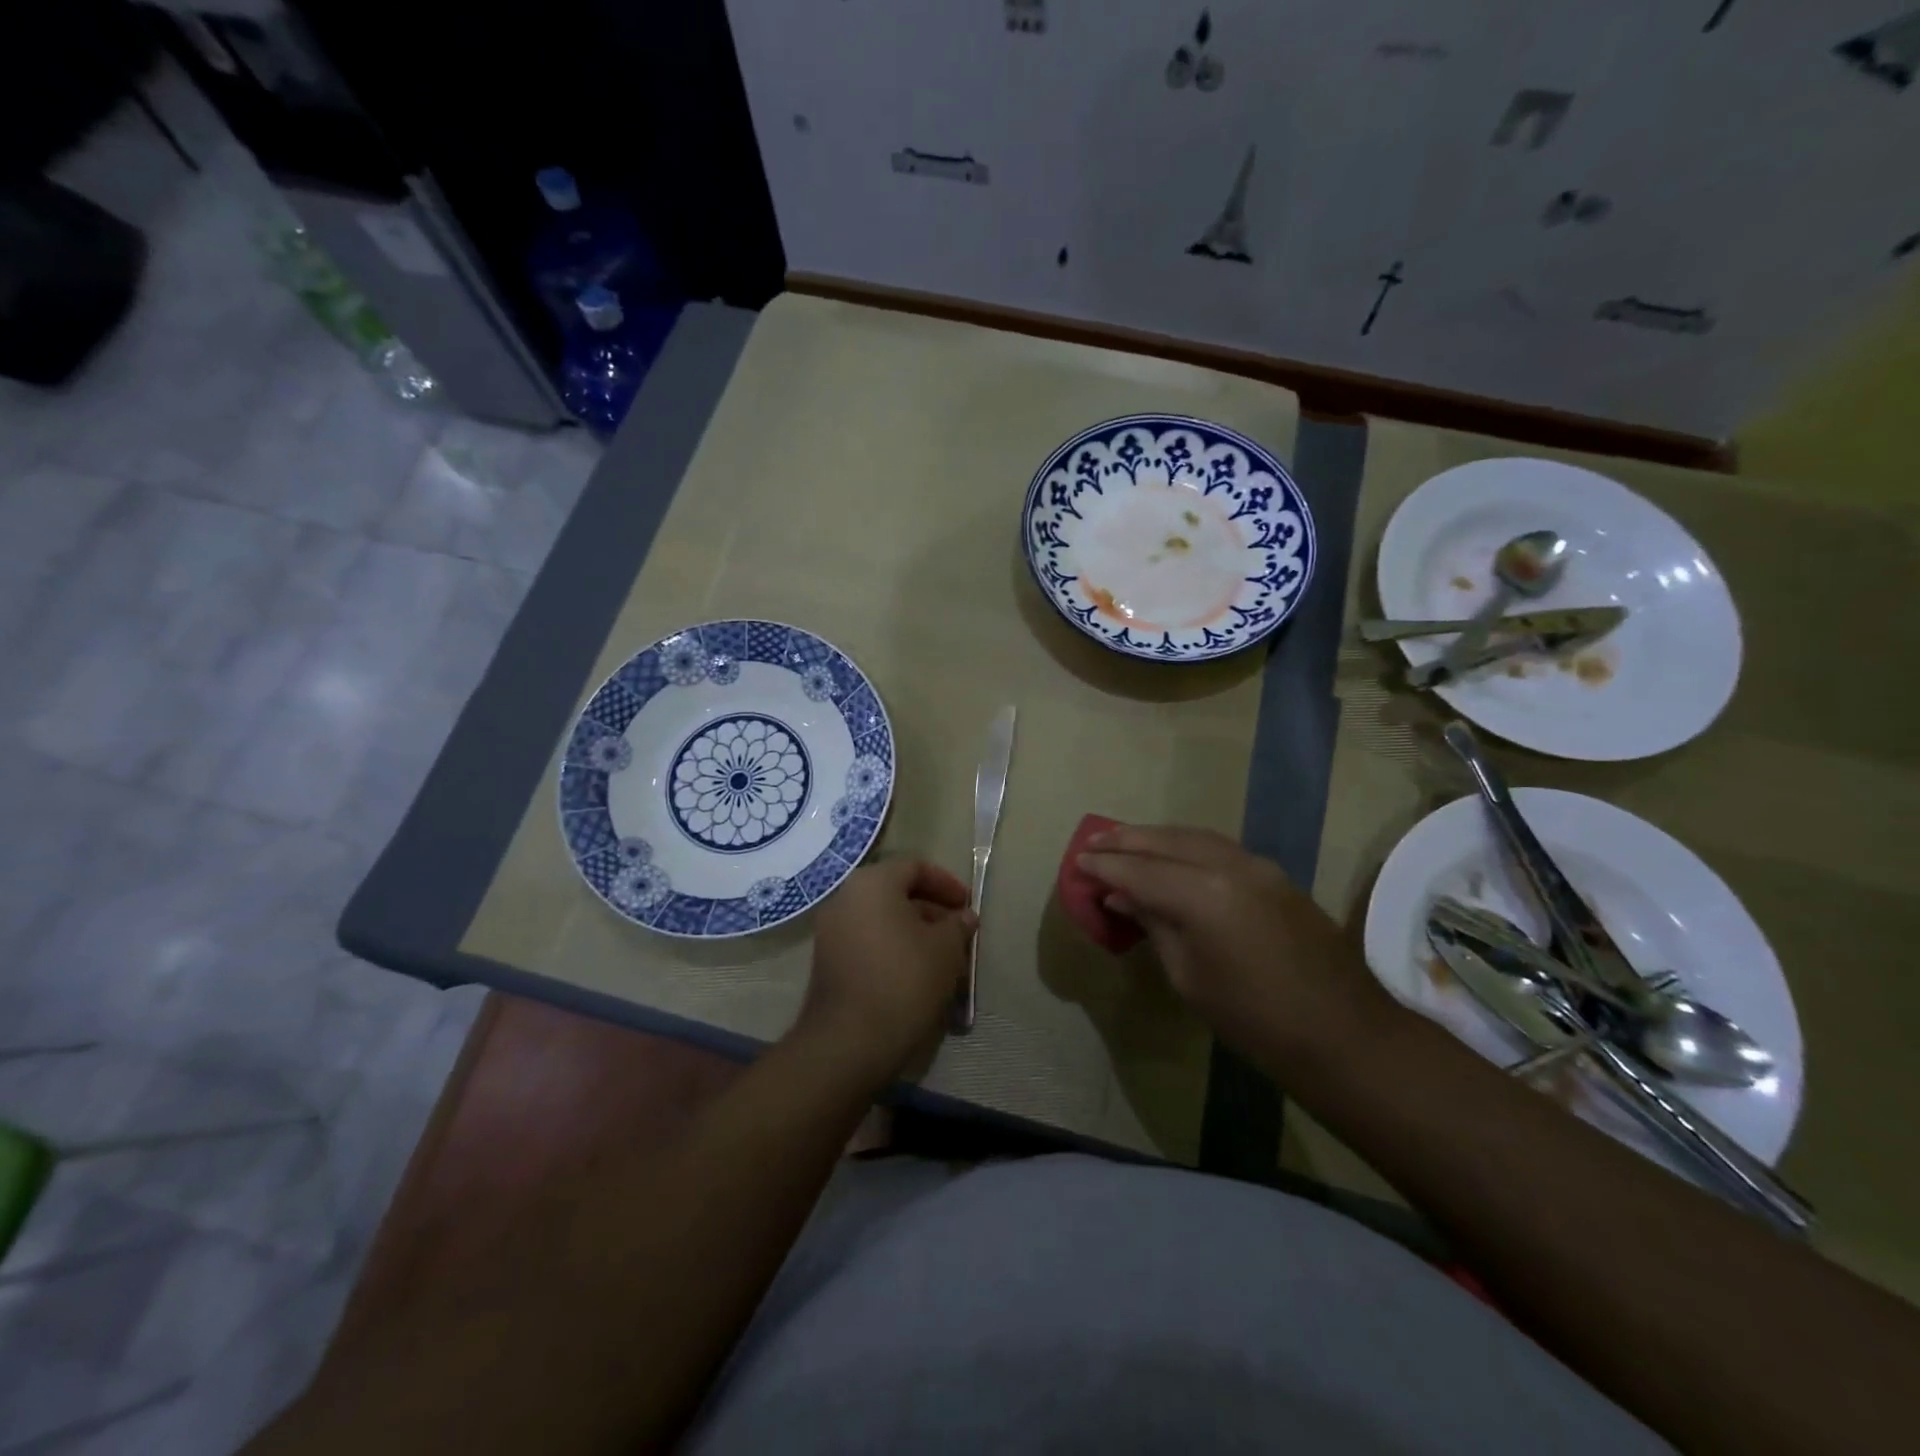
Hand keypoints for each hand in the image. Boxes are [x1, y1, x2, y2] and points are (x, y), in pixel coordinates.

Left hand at [795, 859, 977, 1085]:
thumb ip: (958, 925)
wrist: (849, 1041)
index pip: (915, 867)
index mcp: (872, 883)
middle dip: (931, 910)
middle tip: (958, 933)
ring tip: (942, 958)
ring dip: (913, 932)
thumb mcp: (945, 949)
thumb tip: (964, 916)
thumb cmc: (904, 980)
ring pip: (881, 919)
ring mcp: (830, 931)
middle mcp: (845, 898)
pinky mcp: (827, 961)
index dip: (946, 883)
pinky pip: (866, 941)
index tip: (968, 906)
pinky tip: (915, 975)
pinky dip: (892, 948)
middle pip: (895, 892)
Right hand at [1077, 825, 1396, 1070]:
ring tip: (1123, 841)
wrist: (1340, 1031)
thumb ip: (1154, 924)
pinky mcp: (1272, 873)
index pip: (1140, 871)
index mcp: (1204, 895)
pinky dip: (1184, 845)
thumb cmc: (1252, 1018)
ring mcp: (1256, 865)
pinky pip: (1217, 846)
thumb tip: (1122, 896)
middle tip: (1092, 844)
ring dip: (1155, 837)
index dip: (1105, 867)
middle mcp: (1229, 866)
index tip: (1077, 863)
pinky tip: (1168, 854)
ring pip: (1193, 836)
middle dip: (1125, 841)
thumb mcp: (1187, 976)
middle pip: (1165, 841)